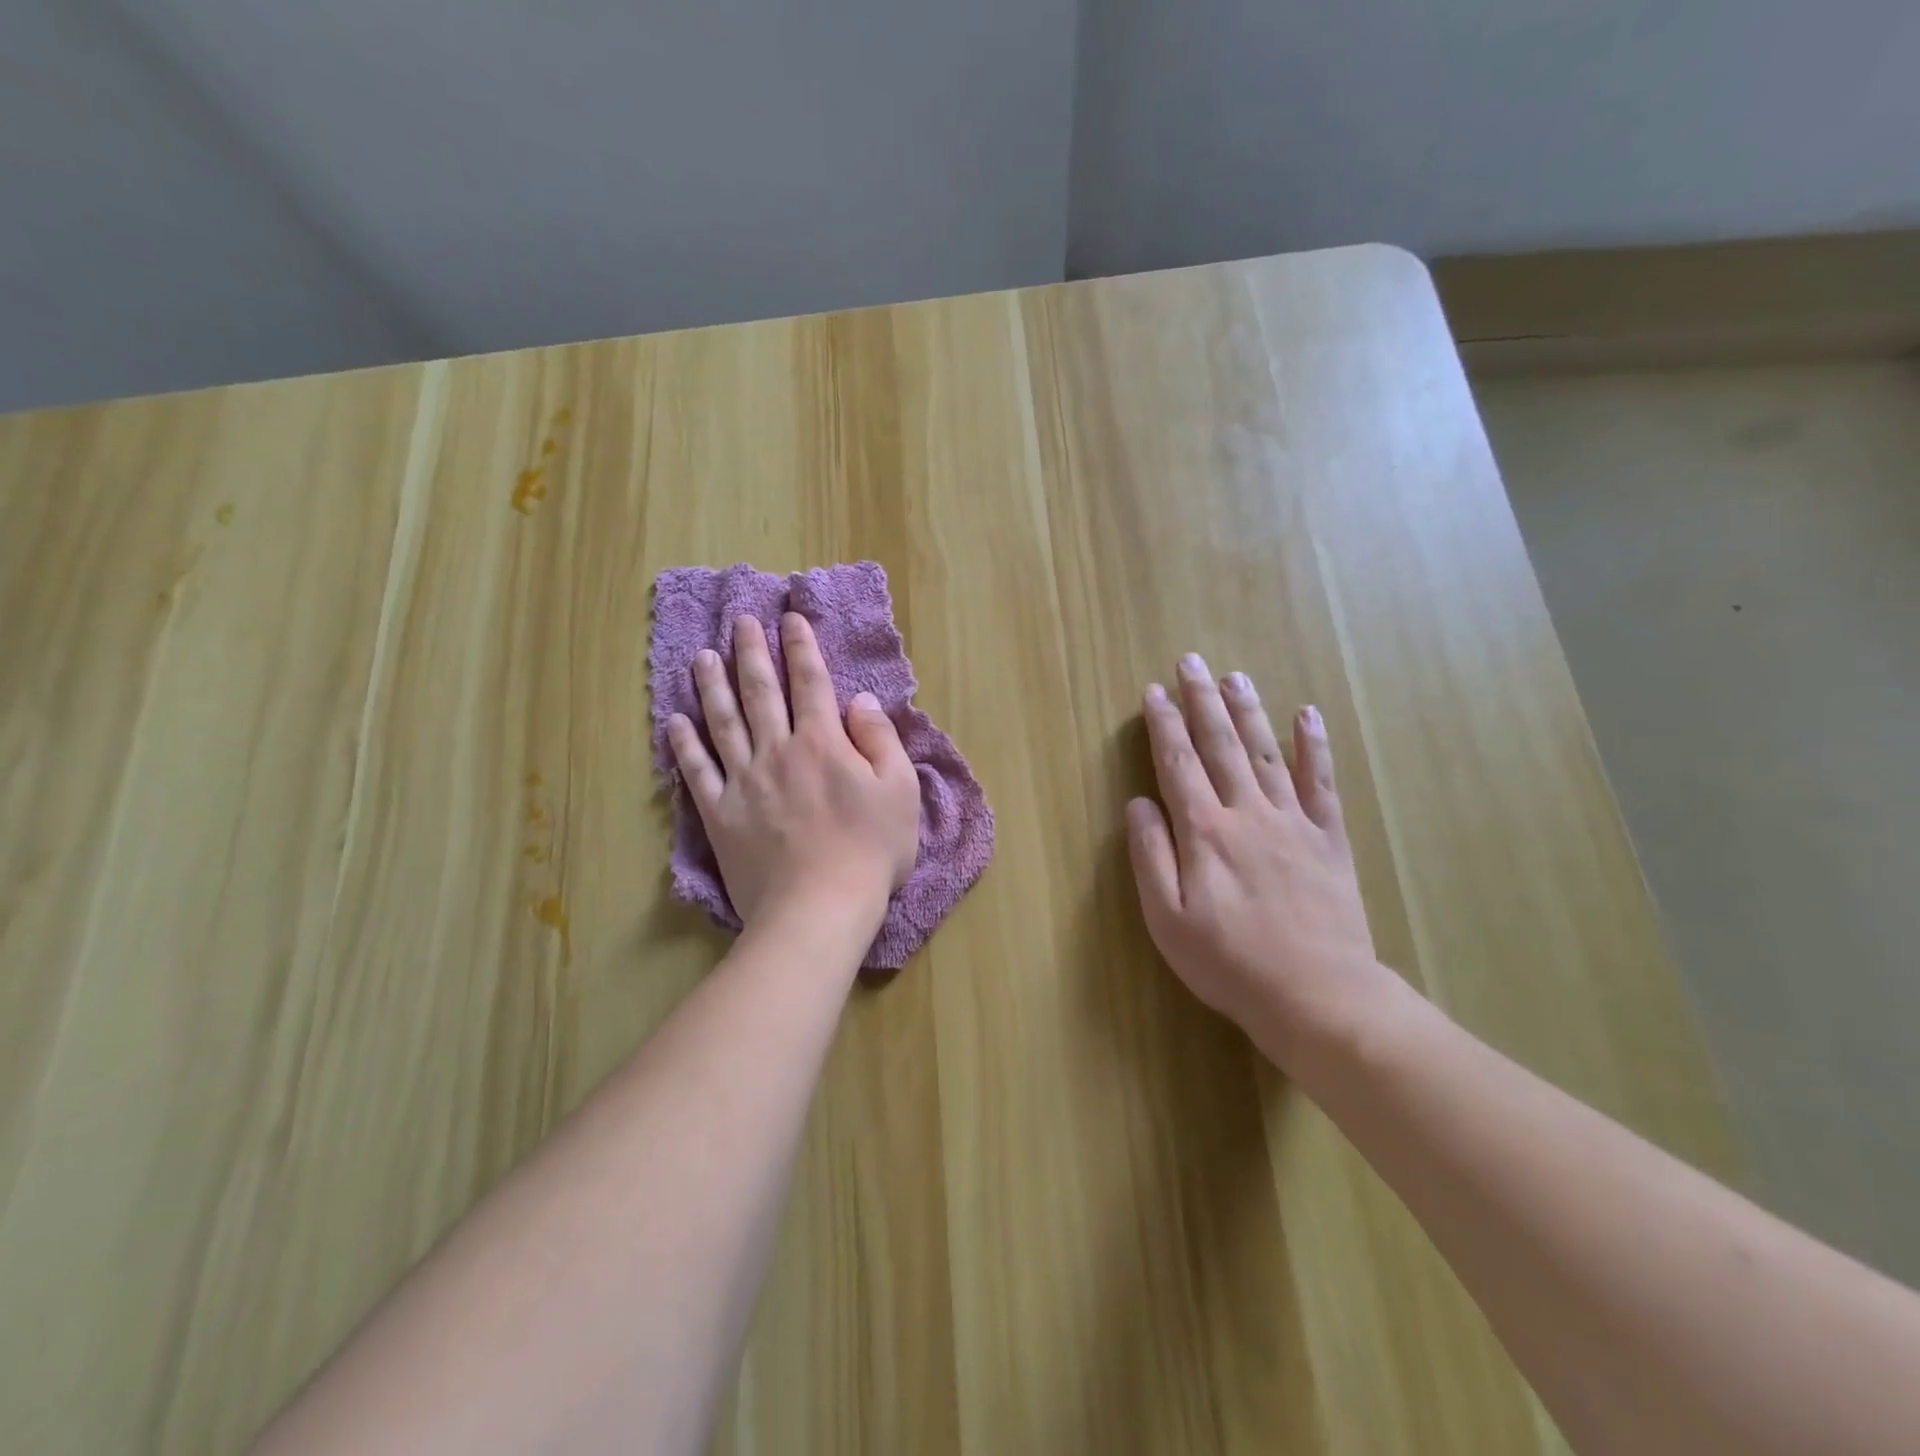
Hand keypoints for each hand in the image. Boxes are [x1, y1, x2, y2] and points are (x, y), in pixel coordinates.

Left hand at [667, 613, 920, 930]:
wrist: (819, 908)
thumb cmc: (871, 851)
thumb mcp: (899, 791)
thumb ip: (880, 739)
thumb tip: (860, 700)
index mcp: (823, 742)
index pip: (810, 682)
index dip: (801, 647)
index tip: (789, 619)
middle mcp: (778, 751)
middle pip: (761, 692)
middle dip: (752, 652)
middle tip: (741, 621)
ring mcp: (744, 781)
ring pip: (723, 722)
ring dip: (713, 685)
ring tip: (703, 656)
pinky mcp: (720, 814)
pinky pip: (697, 772)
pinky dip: (684, 744)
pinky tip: (674, 720)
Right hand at [1126, 654, 1390, 1069]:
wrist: (1318, 995)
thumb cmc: (1229, 962)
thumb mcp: (1167, 919)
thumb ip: (1150, 856)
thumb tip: (1139, 803)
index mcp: (1204, 831)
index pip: (1178, 763)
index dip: (1164, 725)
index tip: (1153, 692)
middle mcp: (1247, 812)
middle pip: (1221, 745)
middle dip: (1202, 701)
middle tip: (1191, 662)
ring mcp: (1293, 821)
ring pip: (1267, 752)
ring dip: (1249, 711)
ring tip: (1235, 676)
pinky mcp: (1329, 838)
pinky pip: (1322, 782)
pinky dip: (1315, 745)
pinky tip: (1308, 714)